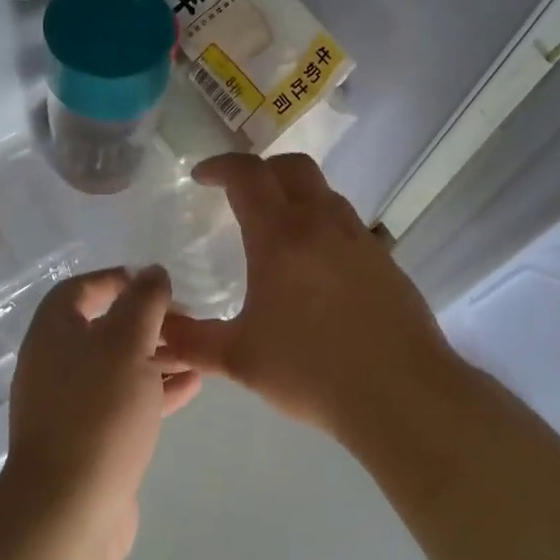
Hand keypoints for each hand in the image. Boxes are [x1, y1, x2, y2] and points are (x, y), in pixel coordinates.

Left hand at [0, 266, 200, 559]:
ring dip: (157, 354)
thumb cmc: (98, 414)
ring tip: (198, 348)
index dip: (116, 279)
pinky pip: (126, 401)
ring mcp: (72, 404)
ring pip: (119, 366)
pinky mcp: (91, 439)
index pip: (80, 289)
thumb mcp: (126, 345)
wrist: (70, 512)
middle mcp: (56, 364)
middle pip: (104, 328)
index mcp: (53, 334)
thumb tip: (152, 272)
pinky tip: (193, 384)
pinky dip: (155, 388)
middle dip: (147, 320)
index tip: (156, 281)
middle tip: (187, 316)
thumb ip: (143, 303)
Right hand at [161, 154, 456, 435]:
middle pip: (292, 167)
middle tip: (239, 193)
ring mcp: (359, 238)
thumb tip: (157, 328)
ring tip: (276, 229)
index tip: (201, 177)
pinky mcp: (385, 259)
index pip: (247, 175)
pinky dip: (321, 224)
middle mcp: (322, 223)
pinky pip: (346, 223)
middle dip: (260, 169)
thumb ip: (191, 340)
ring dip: (295, 194)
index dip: (220, 166)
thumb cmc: (312, 371)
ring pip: (324, 192)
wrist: (401, 394)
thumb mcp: (239, 359)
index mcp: (280, 235)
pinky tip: (315, 267)